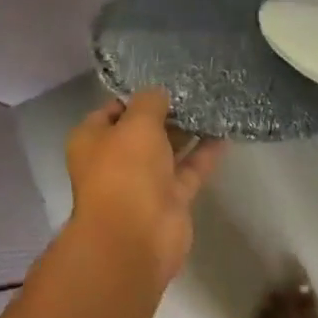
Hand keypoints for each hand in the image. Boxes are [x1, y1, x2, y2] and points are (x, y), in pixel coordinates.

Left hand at [66, 89, 225, 286]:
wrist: (135, 237)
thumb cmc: (125, 171)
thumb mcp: (136, 123)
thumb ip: (150, 102)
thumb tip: (159, 92)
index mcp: (93, 140)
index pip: (113, 110)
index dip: (137, 95)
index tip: (164, 80)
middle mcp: (116, 160)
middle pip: (143, 130)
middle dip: (167, 112)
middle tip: (196, 88)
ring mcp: (144, 182)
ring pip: (168, 150)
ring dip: (188, 131)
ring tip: (213, 104)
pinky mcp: (171, 199)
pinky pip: (190, 169)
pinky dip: (205, 153)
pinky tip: (225, 132)